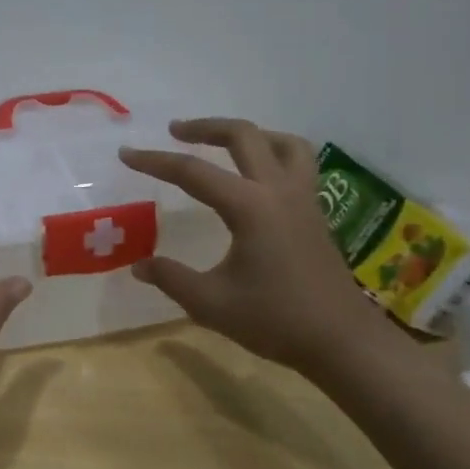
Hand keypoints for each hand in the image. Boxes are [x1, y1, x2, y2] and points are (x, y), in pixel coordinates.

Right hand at [120, 118, 386, 379]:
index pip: (192, 172)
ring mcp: (303, 198)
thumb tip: (138, 265)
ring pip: (281, 142)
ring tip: (223, 143)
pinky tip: (259, 175)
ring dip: (249, 134)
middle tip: (175, 131)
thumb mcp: (212, 303)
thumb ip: (172, 278)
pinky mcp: (315, 212)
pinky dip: (275, 153)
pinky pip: (299, 163)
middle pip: (243, 136)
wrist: (342, 341)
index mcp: (249, 207)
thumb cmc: (276, 320)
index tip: (126, 153)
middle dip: (205, 127)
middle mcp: (278, 190)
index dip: (154, 161)